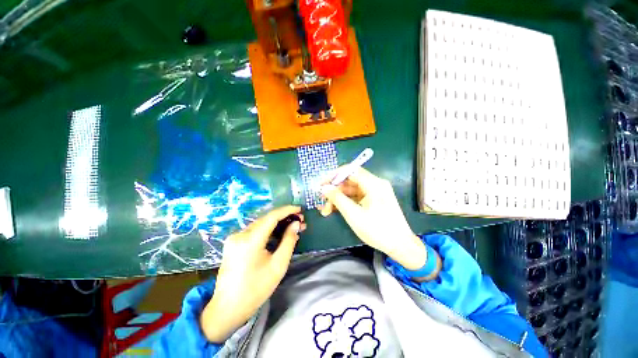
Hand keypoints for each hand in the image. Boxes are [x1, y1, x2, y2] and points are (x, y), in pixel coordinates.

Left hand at [200, 206, 305, 342]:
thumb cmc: (255, 290)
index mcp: (250, 240)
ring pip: (261, 224)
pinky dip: (269, 230)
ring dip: (277, 224)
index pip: (272, 217)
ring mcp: (235, 238)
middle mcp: (240, 234)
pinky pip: (255, 231)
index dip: (287, 210)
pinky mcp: (234, 243)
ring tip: (293, 227)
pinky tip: (279, 234)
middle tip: (300, 221)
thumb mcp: (278, 266)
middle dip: (284, 218)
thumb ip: (289, 241)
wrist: (227, 308)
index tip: (300, 209)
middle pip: (266, 219)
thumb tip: (296, 224)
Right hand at [319, 168, 427, 270]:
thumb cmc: (378, 230)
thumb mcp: (354, 214)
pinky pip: (356, 197)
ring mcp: (374, 192)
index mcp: (374, 184)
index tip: (321, 184)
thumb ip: (338, 198)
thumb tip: (324, 188)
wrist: (401, 246)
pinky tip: (335, 210)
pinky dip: (345, 202)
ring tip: (326, 210)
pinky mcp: (373, 200)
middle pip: (350, 180)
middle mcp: (375, 184)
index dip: (334, 175)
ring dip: (338, 198)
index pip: (350, 170)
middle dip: (334, 190)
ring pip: (351, 190)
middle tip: (322, 201)